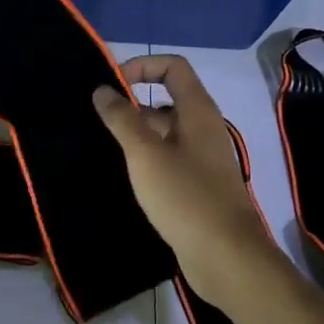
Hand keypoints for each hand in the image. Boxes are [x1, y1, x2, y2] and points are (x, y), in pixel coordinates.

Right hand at [92, 56, 286, 308]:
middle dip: (131, 106)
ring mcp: (202, 159)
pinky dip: (145, 160)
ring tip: (101, 149)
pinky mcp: (197, 186)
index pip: (173, 67)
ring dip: (135, 135)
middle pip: (165, 100)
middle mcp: (203, 129)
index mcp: (198, 112)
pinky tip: (123, 176)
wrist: (226, 257)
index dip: (142, 66)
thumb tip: (102, 89)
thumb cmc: (186, 198)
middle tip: (97, 122)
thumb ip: (122, 119)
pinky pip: (167, 159)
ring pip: (164, 133)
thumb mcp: (146, 154)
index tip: (111, 86)